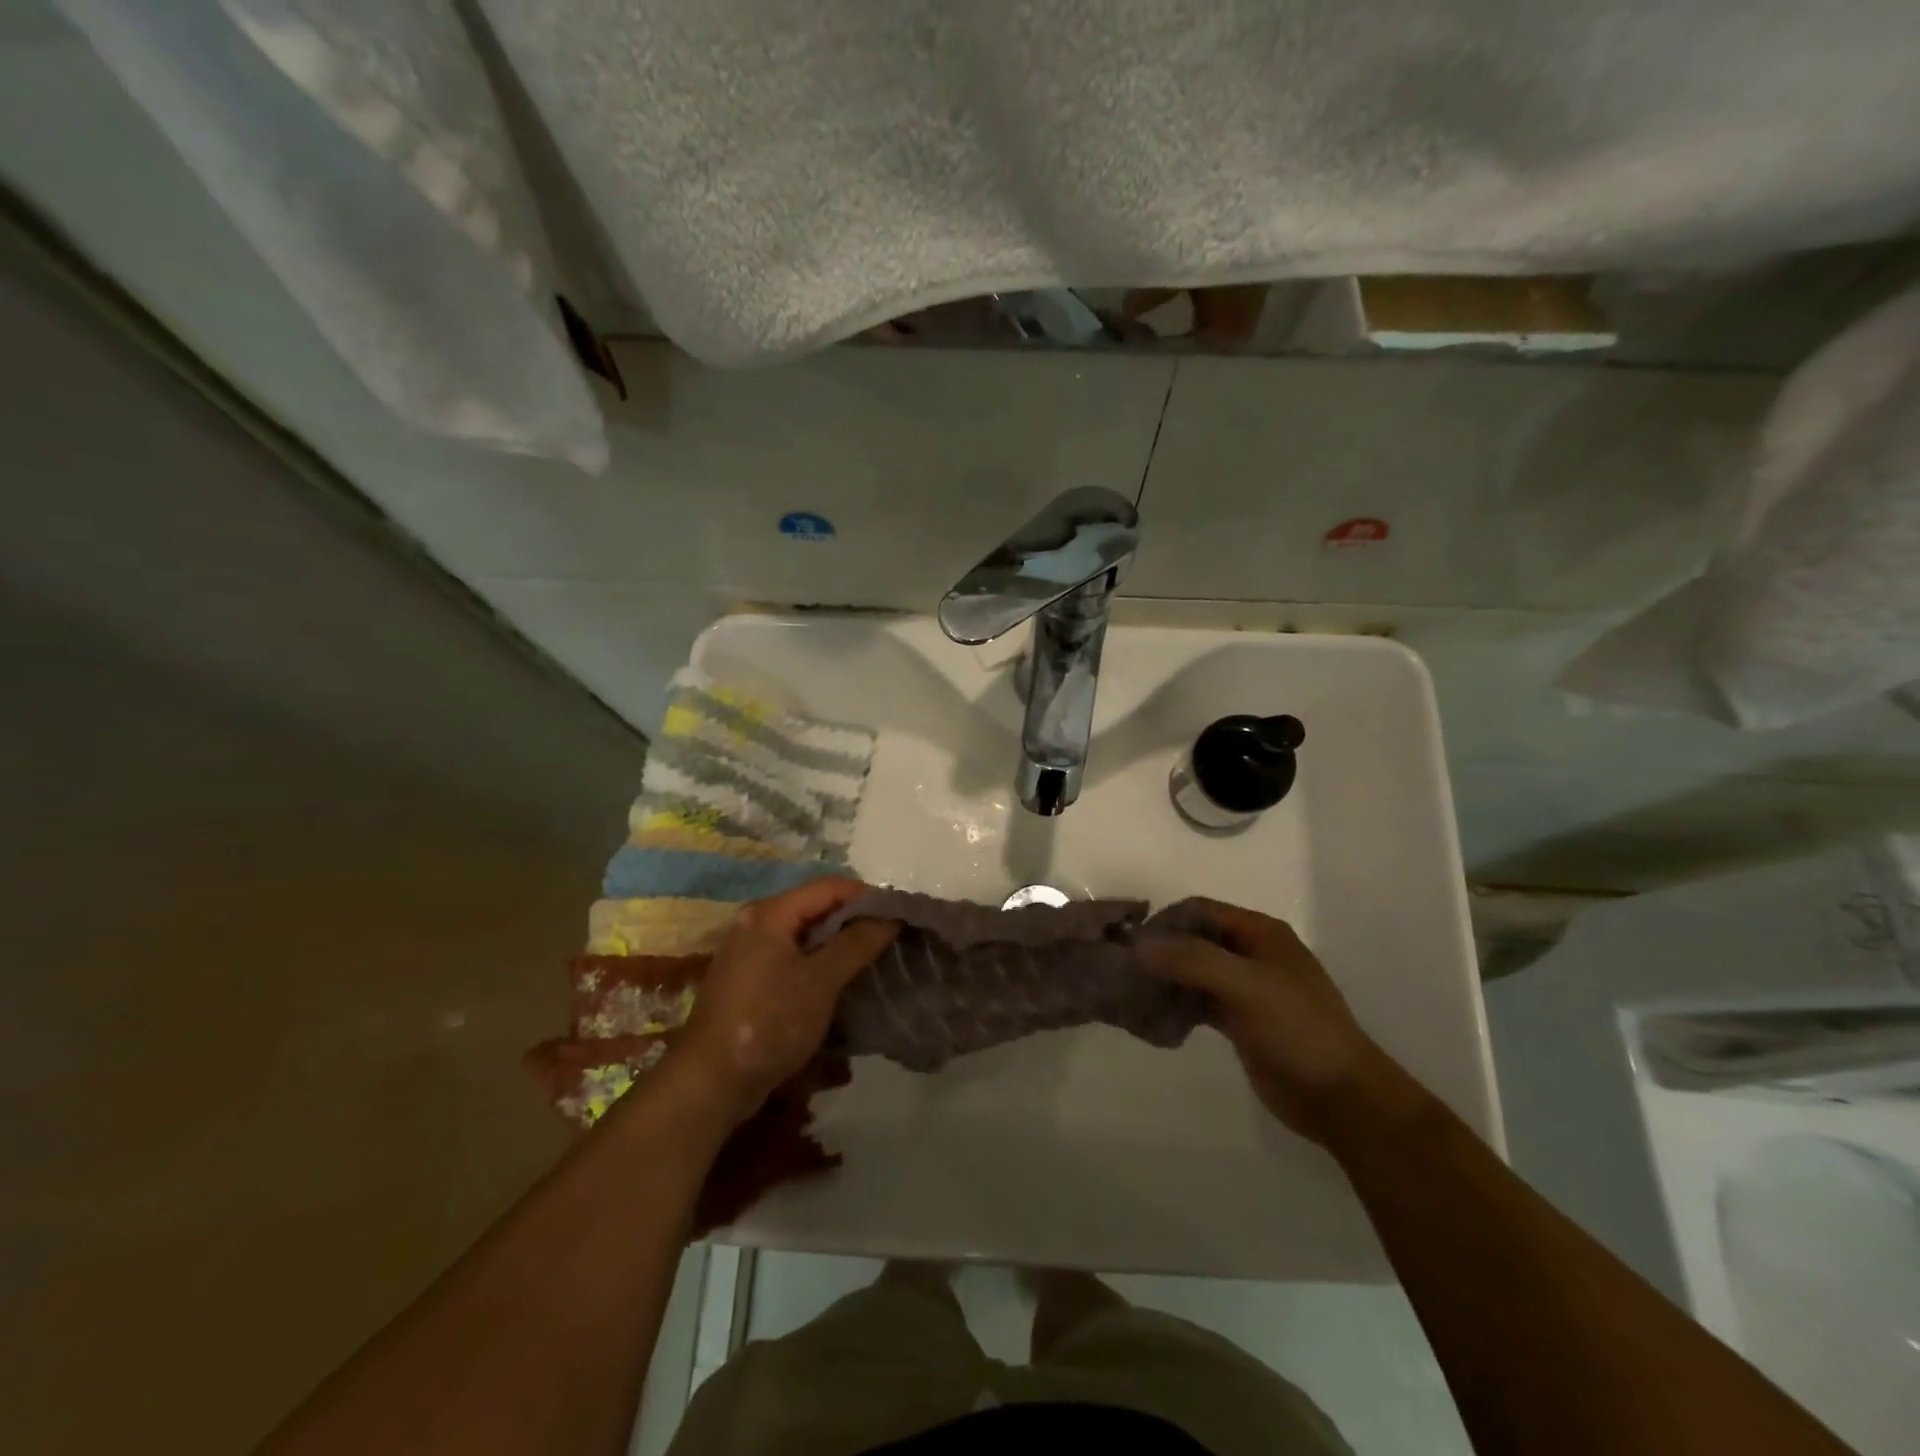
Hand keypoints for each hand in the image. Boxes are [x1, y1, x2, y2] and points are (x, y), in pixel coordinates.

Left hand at [676, 878, 897, 1124]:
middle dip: (854, 918)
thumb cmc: (769, 1023)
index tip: (898, 916)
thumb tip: (890, 916)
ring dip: (838, 941)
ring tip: (872, 957)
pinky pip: (792, 953)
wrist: (712, 1081)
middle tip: (889, 937)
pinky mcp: (749, 976)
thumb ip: (856, 944)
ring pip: (805, 931)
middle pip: (816, 906)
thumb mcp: (820, 982)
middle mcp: (756, 921)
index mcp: (770, 913)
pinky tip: (840, 978)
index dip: (866, 896)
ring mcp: (749, 949)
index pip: (829, 886)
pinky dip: (818, 959)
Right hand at [1140, 899, 1394, 1142]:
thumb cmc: (1298, 1029)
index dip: (1167, 922)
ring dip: (1166, 980)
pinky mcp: (1240, 1021)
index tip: (1133, 945)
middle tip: (1126, 973)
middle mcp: (1252, 954)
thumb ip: (1193, 959)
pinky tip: (1156, 1019)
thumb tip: (1139, 944)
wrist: (1341, 1097)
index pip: (1201, 911)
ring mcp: (1246, 989)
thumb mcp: (1246, 986)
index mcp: (1261, 933)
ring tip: (1134, 997)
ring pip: (1194, 972)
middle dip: (1162, 952)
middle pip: (1195, 939)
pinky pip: (1199, 1002)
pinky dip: (1178, 1005)